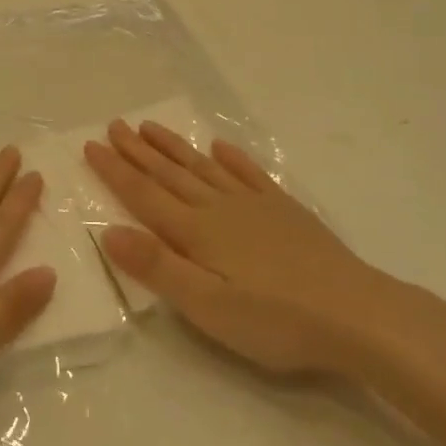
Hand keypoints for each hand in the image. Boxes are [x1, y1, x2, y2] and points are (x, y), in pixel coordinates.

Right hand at [84, 121, 388, 378]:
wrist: (355, 314)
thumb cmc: (276, 321)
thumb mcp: (208, 307)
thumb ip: (158, 268)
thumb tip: (110, 231)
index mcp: (197, 232)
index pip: (145, 195)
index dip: (115, 171)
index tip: (90, 146)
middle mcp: (220, 208)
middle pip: (170, 173)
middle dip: (138, 150)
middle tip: (113, 125)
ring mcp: (255, 205)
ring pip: (204, 167)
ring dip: (174, 147)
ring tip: (150, 127)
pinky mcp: (284, 211)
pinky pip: (249, 174)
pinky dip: (231, 158)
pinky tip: (220, 146)